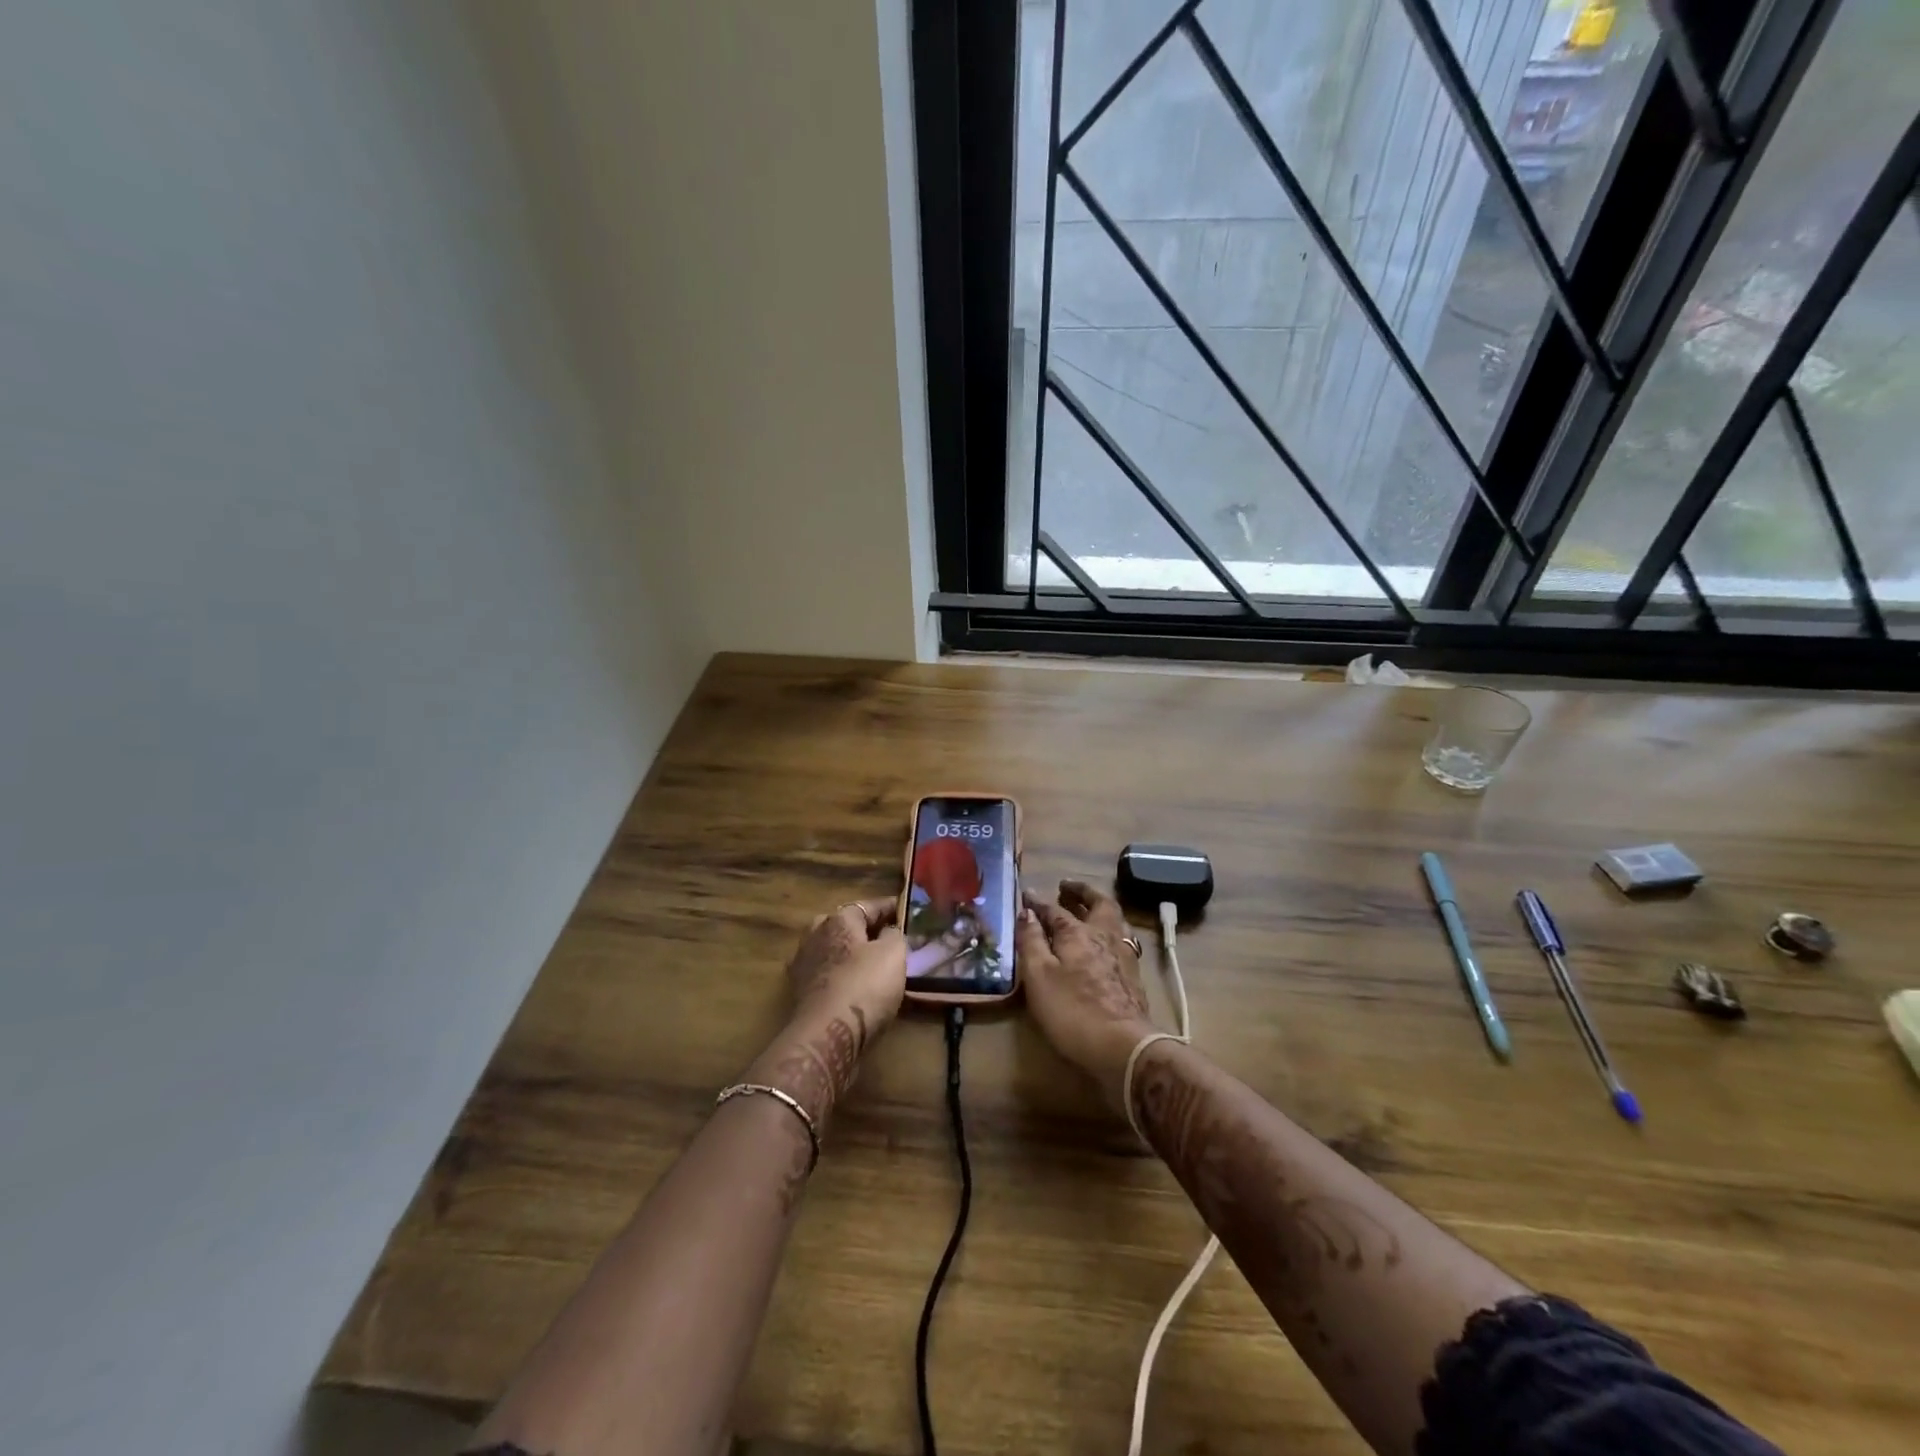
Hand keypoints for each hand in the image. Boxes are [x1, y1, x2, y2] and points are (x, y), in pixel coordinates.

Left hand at [747, 898, 905, 1127]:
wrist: (827, 1036)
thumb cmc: (864, 986)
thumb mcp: (893, 954)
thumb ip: (894, 935)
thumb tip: (888, 931)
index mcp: (838, 919)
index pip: (868, 906)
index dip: (889, 907)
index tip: (904, 910)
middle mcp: (815, 935)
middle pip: (845, 925)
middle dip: (865, 929)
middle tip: (888, 936)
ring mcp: (804, 964)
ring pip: (833, 950)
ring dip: (851, 953)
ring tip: (873, 962)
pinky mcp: (801, 993)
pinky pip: (828, 974)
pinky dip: (841, 975)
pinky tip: (856, 985)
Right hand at [1017, 880, 1154, 1106]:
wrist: (1123, 1046)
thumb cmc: (1072, 1009)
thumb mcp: (1039, 976)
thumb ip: (1031, 941)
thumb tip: (1026, 912)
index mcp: (1077, 932)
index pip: (1055, 910)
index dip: (1039, 902)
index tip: (1026, 894)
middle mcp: (1104, 935)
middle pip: (1098, 904)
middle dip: (1082, 892)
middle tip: (1067, 887)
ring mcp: (1124, 955)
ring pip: (1115, 920)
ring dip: (1100, 909)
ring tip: (1089, 910)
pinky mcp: (1135, 977)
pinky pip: (1123, 940)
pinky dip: (1111, 932)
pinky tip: (1106, 944)